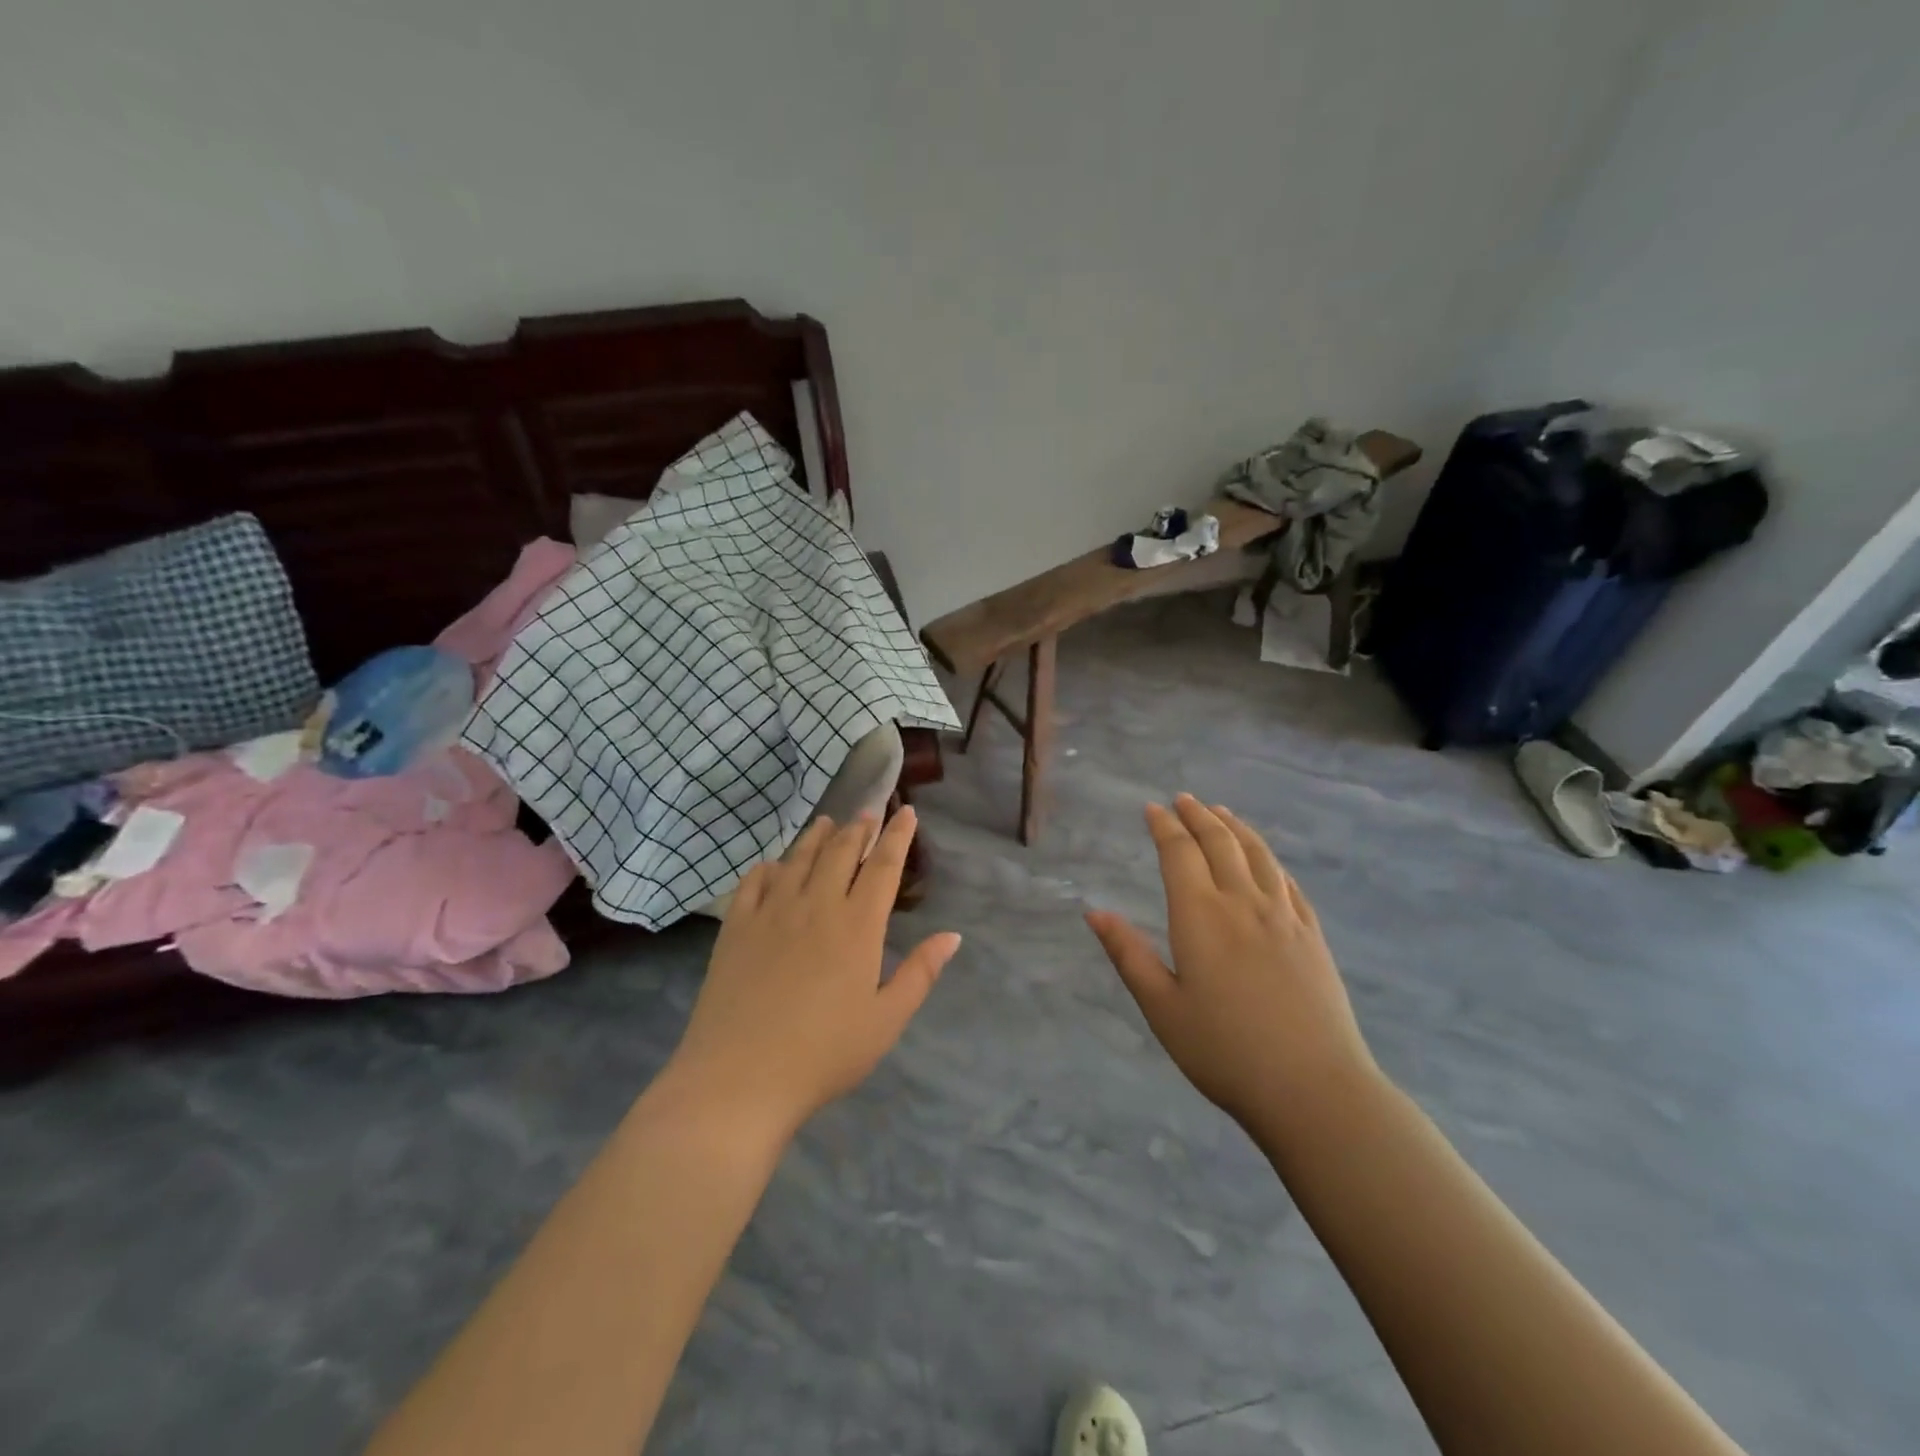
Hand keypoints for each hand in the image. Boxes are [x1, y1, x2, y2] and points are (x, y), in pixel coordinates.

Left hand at [666, 808, 960, 1142]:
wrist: (739, 1078)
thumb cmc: (823, 1055)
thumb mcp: (885, 1021)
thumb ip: (920, 973)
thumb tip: (951, 936)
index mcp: (858, 926)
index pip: (883, 866)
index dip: (898, 836)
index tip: (907, 812)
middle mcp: (816, 905)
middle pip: (841, 851)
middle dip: (859, 828)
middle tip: (868, 812)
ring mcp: (772, 912)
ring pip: (799, 859)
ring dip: (817, 836)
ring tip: (827, 822)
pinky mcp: (736, 927)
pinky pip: (754, 882)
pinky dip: (769, 866)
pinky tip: (774, 865)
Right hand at [1085, 795, 1375, 1140]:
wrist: (1313, 1088)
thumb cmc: (1224, 1051)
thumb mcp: (1161, 1007)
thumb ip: (1128, 954)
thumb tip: (1094, 913)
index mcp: (1200, 916)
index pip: (1179, 853)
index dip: (1164, 826)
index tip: (1152, 808)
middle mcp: (1242, 903)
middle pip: (1220, 843)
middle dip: (1198, 816)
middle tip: (1183, 800)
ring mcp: (1284, 917)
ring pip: (1258, 855)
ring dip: (1236, 827)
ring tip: (1221, 813)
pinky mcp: (1312, 936)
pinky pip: (1288, 883)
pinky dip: (1271, 861)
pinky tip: (1267, 861)